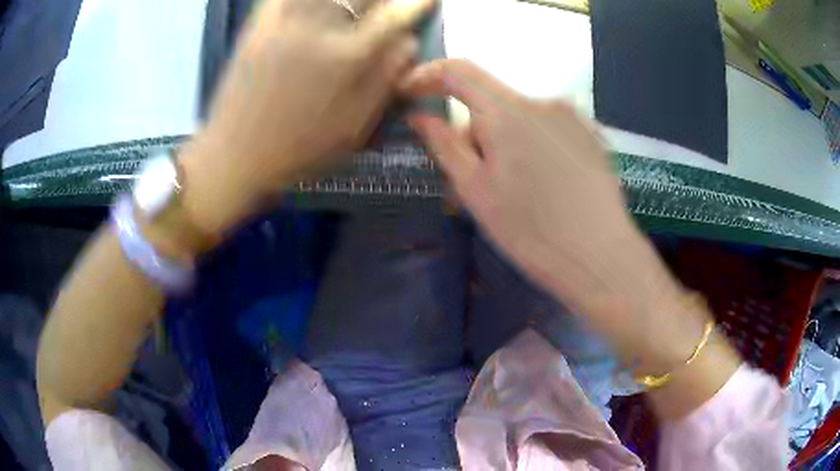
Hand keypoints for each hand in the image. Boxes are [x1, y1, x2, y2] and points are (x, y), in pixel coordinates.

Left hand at [180, 0, 434, 235]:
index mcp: (347, 56)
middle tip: (382, 7)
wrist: (234, 156)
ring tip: (353, 6)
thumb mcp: (353, 127)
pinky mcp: (257, 26)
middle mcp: (319, 28)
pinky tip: (313, 6)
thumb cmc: (298, 149)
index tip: (427, 0)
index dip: (414, 6)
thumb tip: (408, 43)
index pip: (393, 17)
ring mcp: (284, 23)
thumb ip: (385, 80)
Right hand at [403, 60, 727, 388]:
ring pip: (518, 120)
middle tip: (467, 181)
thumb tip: (419, 117)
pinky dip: (529, 148)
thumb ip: (444, 146)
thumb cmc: (532, 233)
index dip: (427, 76)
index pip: (458, 72)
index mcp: (509, 112)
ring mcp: (572, 118)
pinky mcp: (590, 136)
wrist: (602, 259)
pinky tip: (540, 188)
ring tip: (508, 192)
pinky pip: (545, 130)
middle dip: (471, 133)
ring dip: (501, 144)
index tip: (409, 94)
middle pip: (490, 103)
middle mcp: (543, 102)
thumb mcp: (476, 193)